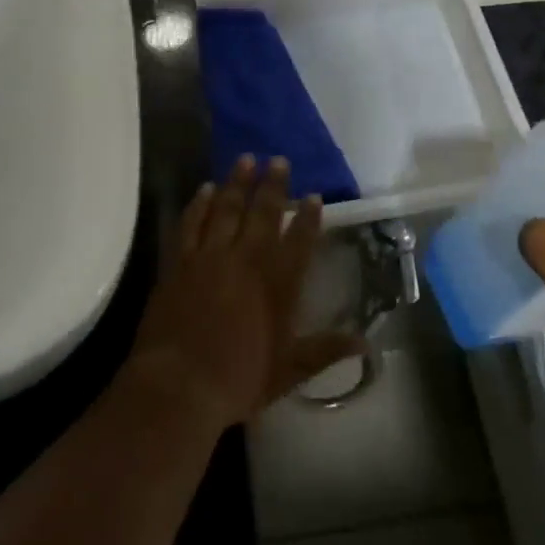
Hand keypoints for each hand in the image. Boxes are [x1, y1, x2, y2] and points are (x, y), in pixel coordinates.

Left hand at [124, 157, 362, 431]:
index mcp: (277, 284)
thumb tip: (365, 342)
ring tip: (246, 159)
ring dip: (238, 183)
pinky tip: (206, 189)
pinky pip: (191, 223)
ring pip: (227, 209)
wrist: (178, 385)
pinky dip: (200, 204)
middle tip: (278, 160)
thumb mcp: (288, 371)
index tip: (313, 196)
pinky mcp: (180, 262)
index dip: (308, 217)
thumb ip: (325, 351)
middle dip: (273, 186)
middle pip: (263, 214)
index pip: (298, 241)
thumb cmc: (238, 381)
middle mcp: (246, 260)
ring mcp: (210, 257)